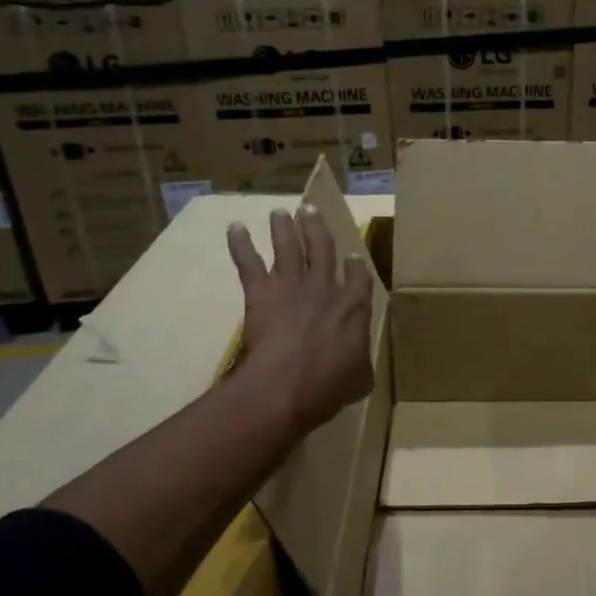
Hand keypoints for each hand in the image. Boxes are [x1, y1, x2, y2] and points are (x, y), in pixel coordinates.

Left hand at [225, 206, 374, 436]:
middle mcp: (325, 287)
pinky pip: (249, 262)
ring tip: (280, 212)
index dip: (356, 266)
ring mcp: (292, 286)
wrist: (286, 385)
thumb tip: (359, 365)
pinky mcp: (261, 292)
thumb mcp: (360, 379)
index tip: (352, 256)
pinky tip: (235, 228)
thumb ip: (360, 364)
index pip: (359, 277)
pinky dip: (241, 244)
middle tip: (310, 210)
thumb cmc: (329, 385)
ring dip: (284, 227)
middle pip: (322, 248)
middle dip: (317, 228)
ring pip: (289, 247)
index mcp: (354, 306)